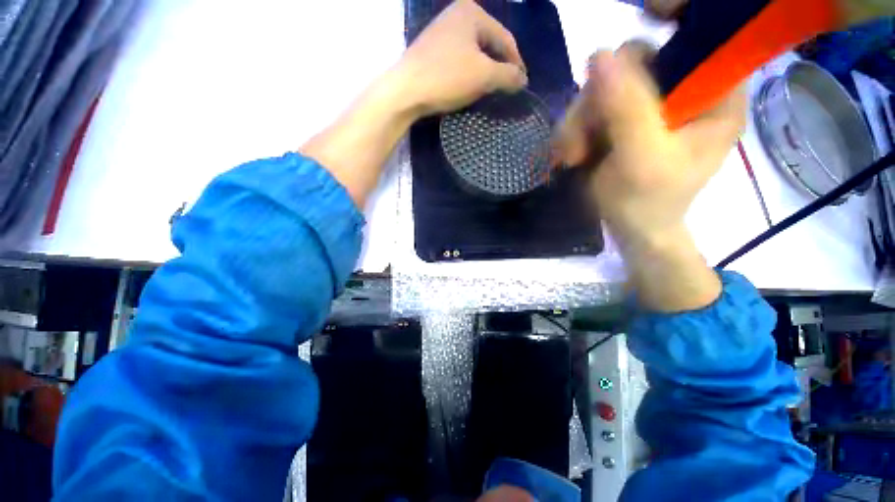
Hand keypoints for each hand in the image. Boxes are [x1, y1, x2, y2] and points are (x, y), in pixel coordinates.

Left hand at [393, 0, 527, 117]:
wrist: (405, 91)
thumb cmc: (447, 77)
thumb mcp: (483, 76)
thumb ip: (508, 76)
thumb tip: (523, 80)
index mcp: (472, 13)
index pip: (505, 39)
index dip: (516, 63)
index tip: (522, 84)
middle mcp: (456, 16)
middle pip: (489, 44)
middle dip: (499, 67)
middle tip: (506, 88)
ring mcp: (442, 32)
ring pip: (473, 54)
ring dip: (484, 72)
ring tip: (490, 90)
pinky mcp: (431, 50)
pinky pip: (459, 60)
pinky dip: (468, 74)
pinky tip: (469, 87)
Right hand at [584, 47, 745, 249]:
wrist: (631, 230)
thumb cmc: (646, 203)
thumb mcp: (641, 158)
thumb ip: (627, 108)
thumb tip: (600, 54)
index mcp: (715, 95)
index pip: (686, 43)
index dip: (645, 59)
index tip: (611, 93)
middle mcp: (684, 90)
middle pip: (632, 65)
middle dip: (596, 104)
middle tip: (579, 144)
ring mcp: (650, 104)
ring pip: (603, 87)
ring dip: (578, 123)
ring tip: (572, 156)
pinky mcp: (623, 119)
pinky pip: (591, 107)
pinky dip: (575, 130)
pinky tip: (572, 154)